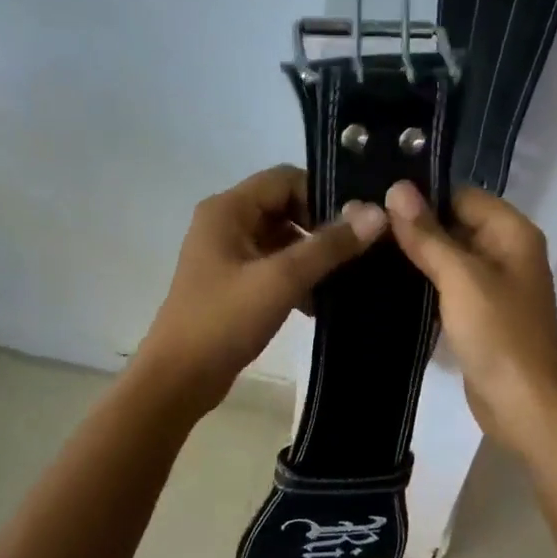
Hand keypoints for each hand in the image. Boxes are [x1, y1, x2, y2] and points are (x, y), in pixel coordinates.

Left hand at [134, 165, 386, 415]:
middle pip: (285, 208)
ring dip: (311, 258)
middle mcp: (224, 223)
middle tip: (357, 255)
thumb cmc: (224, 321)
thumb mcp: (281, 280)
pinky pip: (272, 268)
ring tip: (345, 282)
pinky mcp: (231, 285)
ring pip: (281, 241)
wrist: (179, 378)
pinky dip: (296, 280)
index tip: (355, 227)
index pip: (285, 179)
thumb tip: (377, 213)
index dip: (322, 196)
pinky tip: (318, 306)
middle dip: (320, 230)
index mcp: (228, 209)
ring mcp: (226, 256)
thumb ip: (329, 246)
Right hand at [384, 181, 556, 453]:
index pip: (461, 196)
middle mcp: (506, 252)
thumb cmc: (498, 334)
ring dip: (414, 257)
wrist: (523, 404)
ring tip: (365, 250)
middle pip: (454, 225)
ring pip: (448, 258)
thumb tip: (397, 188)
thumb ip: (428, 235)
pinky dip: (423, 285)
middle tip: (362, 226)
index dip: (422, 196)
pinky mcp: (478, 315)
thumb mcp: (460, 278)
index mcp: (512, 233)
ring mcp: (492, 286)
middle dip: (413, 227)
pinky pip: (447, 288)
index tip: (375, 199)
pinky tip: (384, 284)